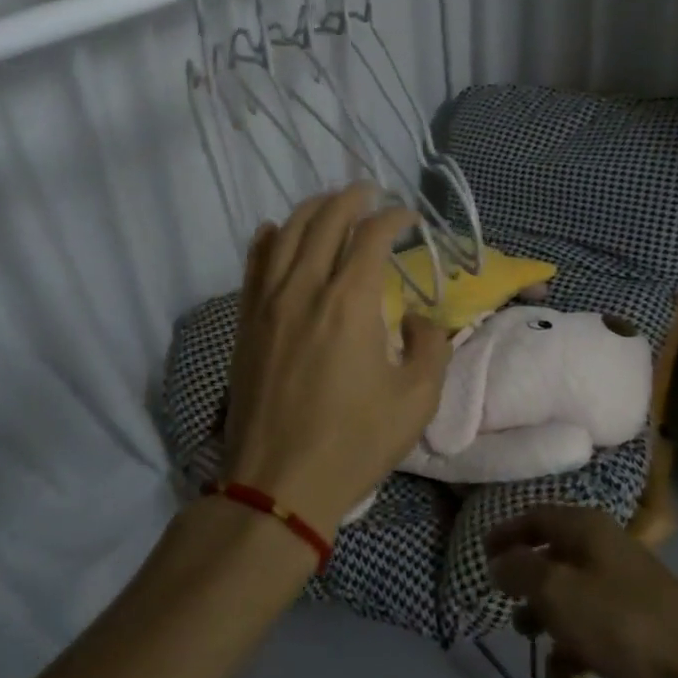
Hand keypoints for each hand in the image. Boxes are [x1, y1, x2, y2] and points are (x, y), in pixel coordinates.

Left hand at [223, 184, 449, 529]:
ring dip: (313, 209)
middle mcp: (305, 288)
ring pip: (287, 232)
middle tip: (371, 193)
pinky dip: (271, 237)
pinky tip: (278, 231)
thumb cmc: (354, 443)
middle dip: (352, 198)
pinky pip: (255, 262)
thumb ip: (431, 345)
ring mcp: (268, 302)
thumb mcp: (417, 400)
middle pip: (326, 219)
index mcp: (349, 302)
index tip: (410, 218)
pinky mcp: (247, 320)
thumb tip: (414, 316)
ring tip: (332, 204)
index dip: (394, 217)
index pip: (372, 234)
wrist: (278, 484)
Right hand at [486, 505, 677, 677]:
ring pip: (574, 588)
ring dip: (547, 608)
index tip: (481, 552)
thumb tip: (499, 561)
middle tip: (501, 597)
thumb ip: (521, 571)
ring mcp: (627, 584)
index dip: (507, 531)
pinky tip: (561, 665)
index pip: (536, 516)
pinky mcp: (641, 622)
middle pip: (555, 550)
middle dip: (526, 573)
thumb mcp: (557, 591)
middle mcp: (606, 545)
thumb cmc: (620, 621)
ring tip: (525, 634)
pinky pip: (595, 622)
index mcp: (586, 526)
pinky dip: (574, 638)